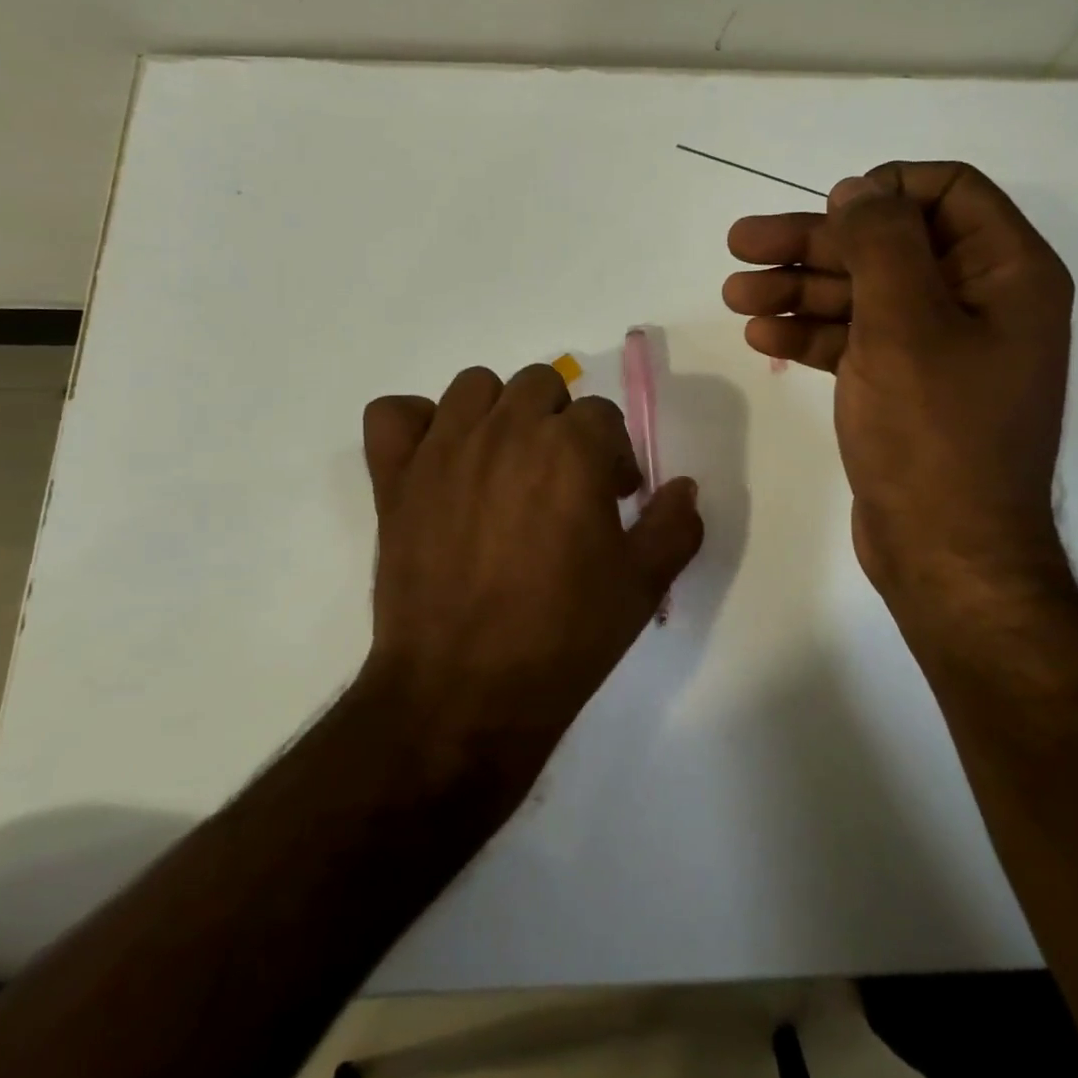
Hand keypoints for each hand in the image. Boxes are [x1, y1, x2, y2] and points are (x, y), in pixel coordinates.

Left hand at [360, 364, 702, 772]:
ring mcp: (443, 449)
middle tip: (562, 479)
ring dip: (497, 412)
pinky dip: (416, 425)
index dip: (614, 456)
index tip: (611, 498)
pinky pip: (394, 413)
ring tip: (504, 464)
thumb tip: (683, 487)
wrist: (463, 692)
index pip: (602, 415)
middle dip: (560, 423)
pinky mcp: (394, 476)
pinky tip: (437, 460)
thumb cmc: (563, 637)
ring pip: (474, 386)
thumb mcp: (642, 586)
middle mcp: (507, 430)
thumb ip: (675, 525)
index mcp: (571, 449)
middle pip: (541, 385)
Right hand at [722, 161, 1074, 610]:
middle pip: (890, 244)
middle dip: (814, 243)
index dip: (883, 189)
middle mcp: (979, 302)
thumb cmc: (934, 434)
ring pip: (864, 294)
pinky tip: (762, 333)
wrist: (944, 554)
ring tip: (734, 293)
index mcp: (1006, 273)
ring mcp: (940, 348)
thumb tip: (858, 190)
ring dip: (799, 288)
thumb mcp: (905, 324)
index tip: (824, 208)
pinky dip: (812, 333)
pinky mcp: (905, 387)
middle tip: (740, 244)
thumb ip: (881, 243)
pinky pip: (857, 341)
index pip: (948, 192)